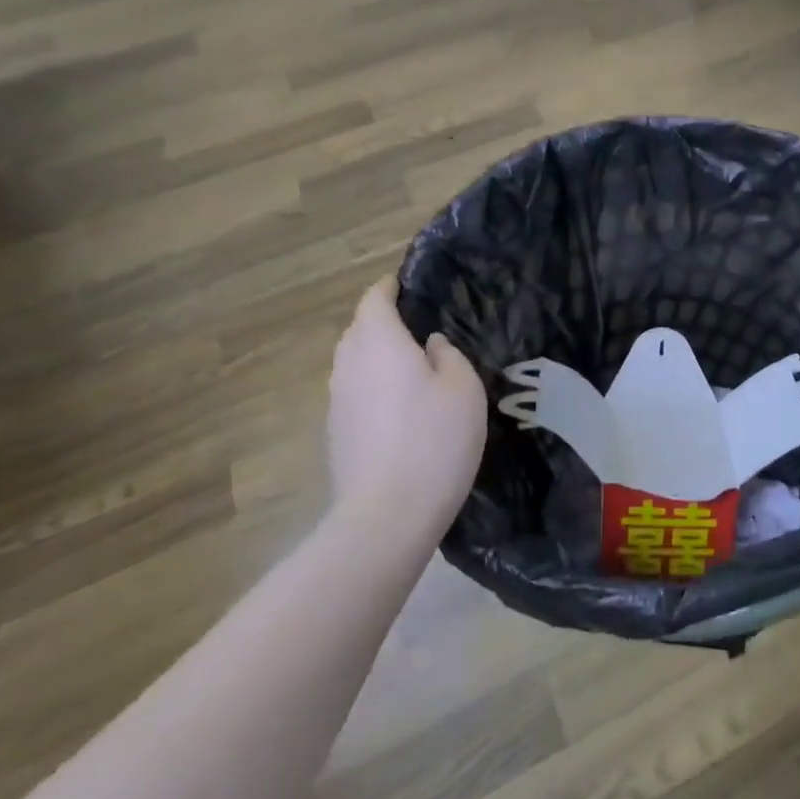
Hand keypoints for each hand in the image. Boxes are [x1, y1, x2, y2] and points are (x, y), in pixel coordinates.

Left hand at [325, 279, 486, 544]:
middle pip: (359, 329)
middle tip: (417, 328)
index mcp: (380, 342)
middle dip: (382, 321)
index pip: (374, 299)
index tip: (406, 284)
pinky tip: (398, 408)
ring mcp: (336, 400)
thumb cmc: (434, 439)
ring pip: (353, 362)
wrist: (387, 514)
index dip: (389, 287)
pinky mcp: (335, 432)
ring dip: (376, 356)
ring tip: (409, 367)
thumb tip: (430, 345)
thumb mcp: (464, 388)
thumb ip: (448, 355)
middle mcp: (349, 363)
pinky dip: (372, 387)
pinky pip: (353, 392)